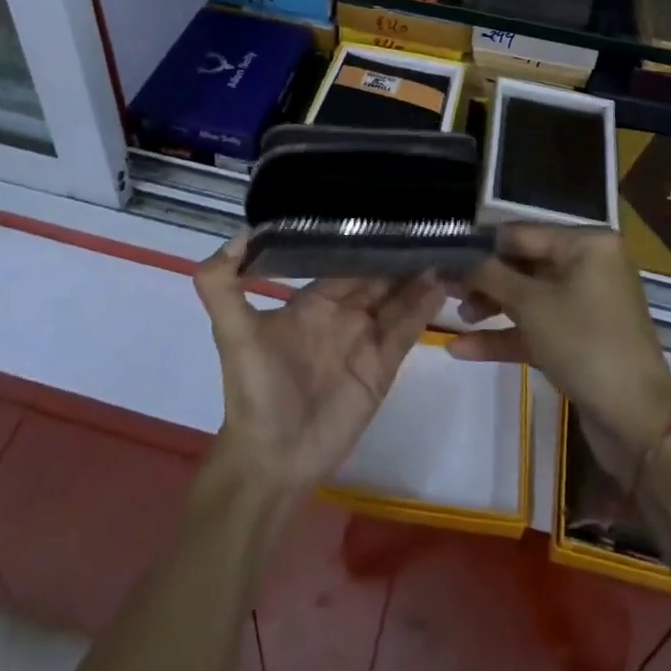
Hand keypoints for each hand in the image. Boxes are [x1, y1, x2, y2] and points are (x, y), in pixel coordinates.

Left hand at [195, 236, 442, 498]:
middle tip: (431, 221)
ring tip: (447, 244)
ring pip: (398, 298)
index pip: (346, 259)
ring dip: (418, 274)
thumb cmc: (253, 391)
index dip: (367, 237)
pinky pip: (407, 330)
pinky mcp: (382, 367)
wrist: (270, 461)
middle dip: (400, 251)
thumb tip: (240, 232)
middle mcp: (343, 313)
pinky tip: (443, 282)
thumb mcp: (232, 333)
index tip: (390, 210)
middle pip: (378, 275)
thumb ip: (222, 284)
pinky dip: (425, 307)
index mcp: (314, 301)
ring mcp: (365, 339)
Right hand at [449, 225, 670, 478]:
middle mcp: (589, 266)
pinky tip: (462, 349)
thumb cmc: (584, 343)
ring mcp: (585, 304)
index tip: (442, 254)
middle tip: (444, 289)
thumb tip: (454, 257)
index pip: (521, 233)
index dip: (481, 245)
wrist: (638, 423)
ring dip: (491, 307)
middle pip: (524, 264)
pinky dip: (505, 335)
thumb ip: (489, 276)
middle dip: (484, 279)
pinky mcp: (580, 340)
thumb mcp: (530, 304)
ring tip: (454, 318)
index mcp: (586, 243)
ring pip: (528, 297)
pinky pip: (537, 327)